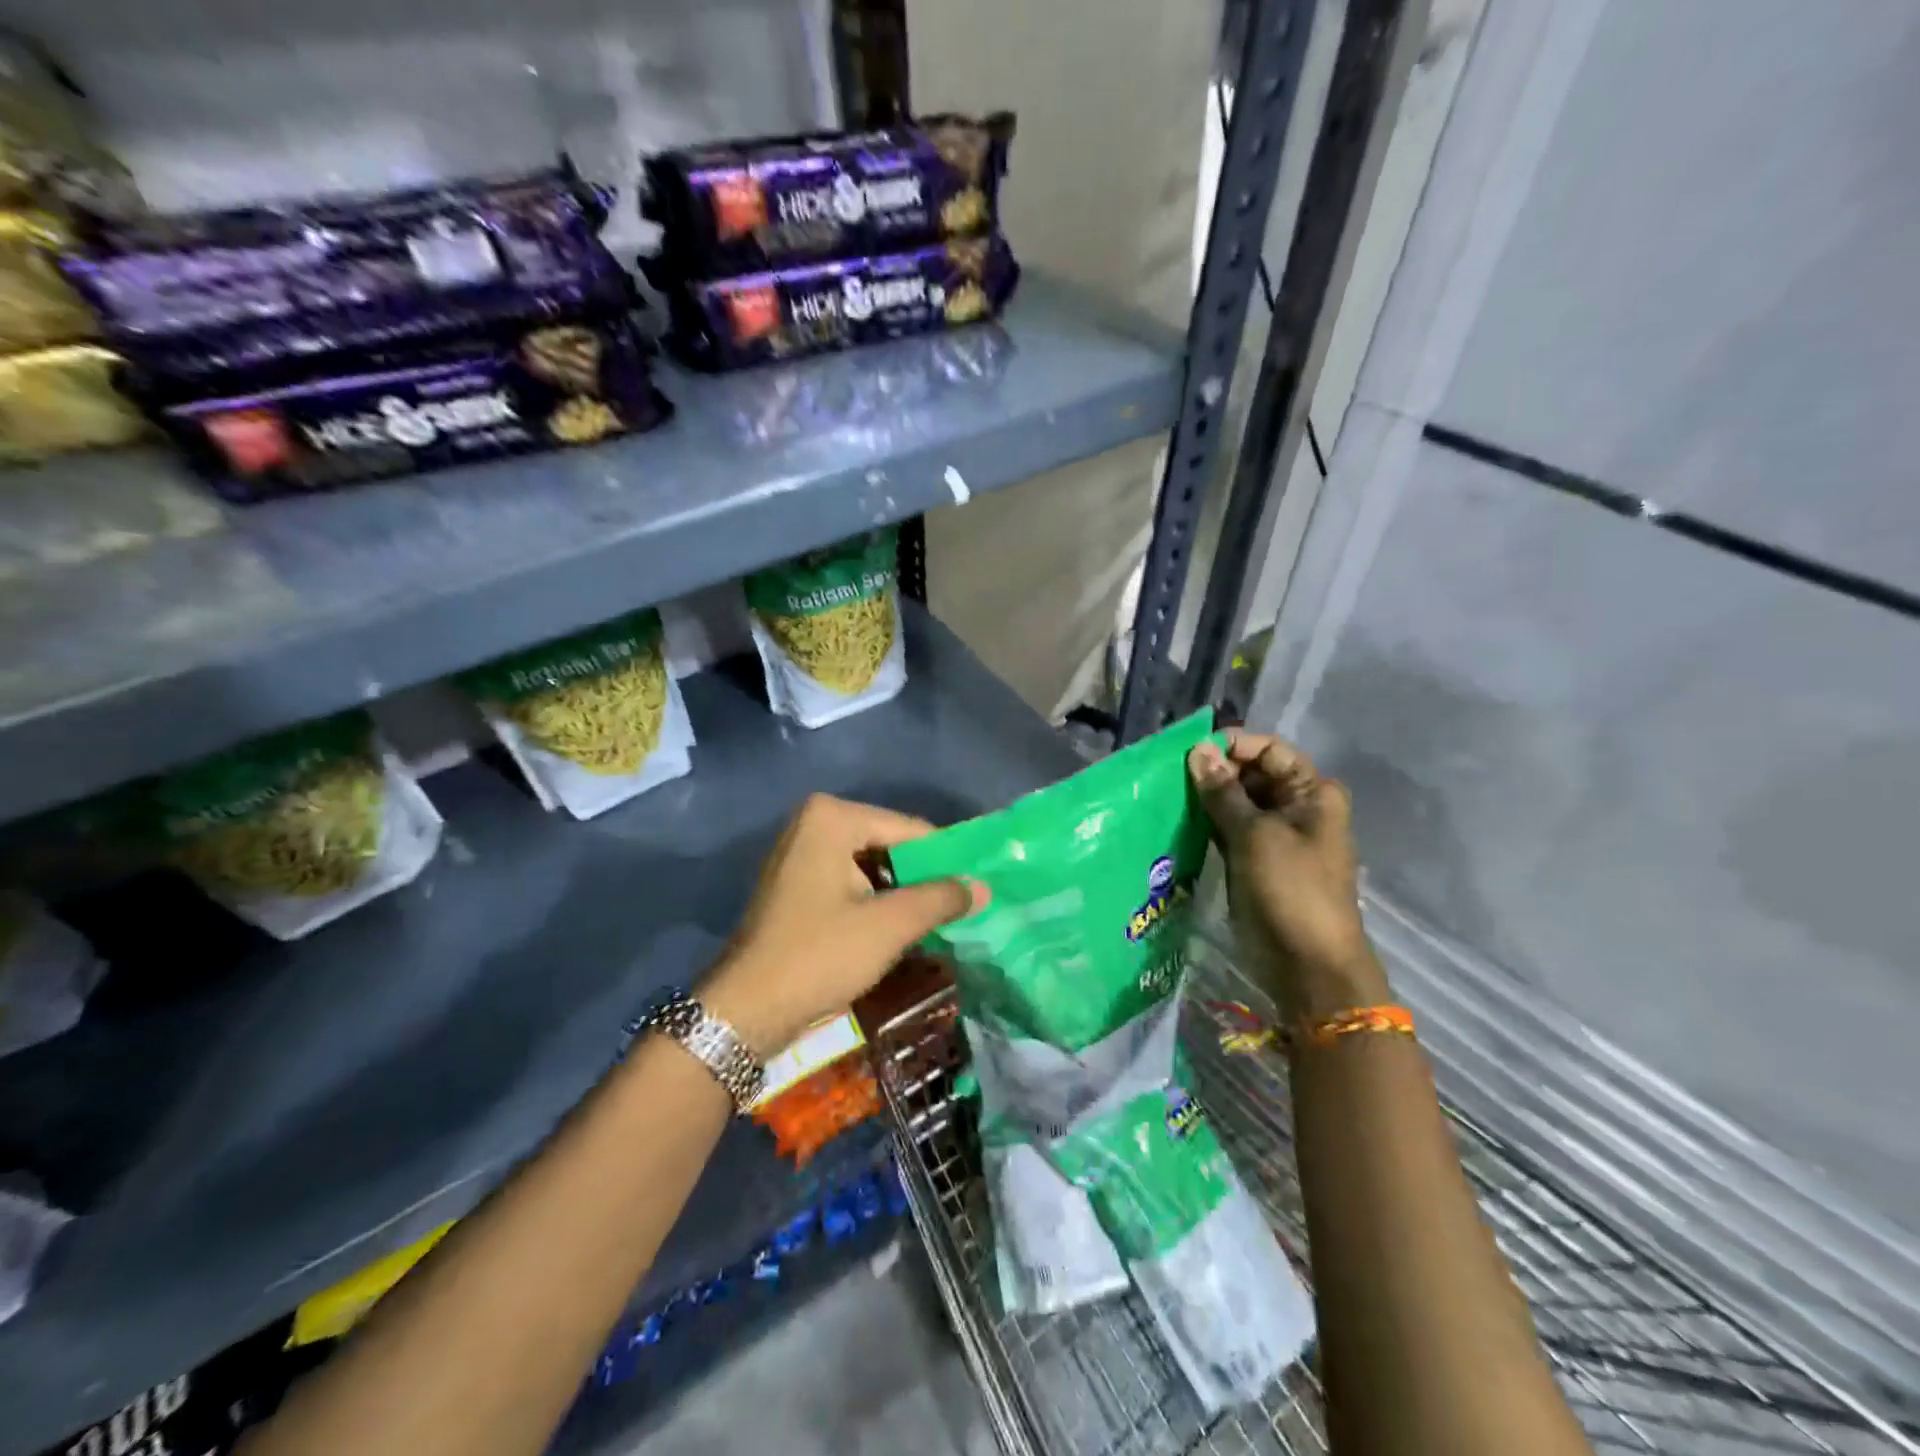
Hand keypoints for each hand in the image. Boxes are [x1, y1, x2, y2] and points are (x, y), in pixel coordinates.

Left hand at [701, 794, 977, 1054]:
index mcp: (832, 817)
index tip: (978, 888)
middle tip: (962, 908)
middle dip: (923, 879)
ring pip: (872, 867)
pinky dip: (875, 902)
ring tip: (939, 921)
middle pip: (890, 845)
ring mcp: (800, 852)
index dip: (947, 861)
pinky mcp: (795, 883)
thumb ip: (940, 898)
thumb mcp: (889, 926)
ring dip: (902, 894)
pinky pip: (850, 882)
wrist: (745, 1011)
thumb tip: (984, 886)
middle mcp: (813, 822)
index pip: (910, 830)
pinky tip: (899, 929)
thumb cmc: (819, 956)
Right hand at [1187, 731, 1387, 1020]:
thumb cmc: (1289, 889)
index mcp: (1311, 792)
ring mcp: (1275, 835)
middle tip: (1171, 774)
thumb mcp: (1254, 834)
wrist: (1307, 963)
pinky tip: (1178, 819)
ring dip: (1207, 797)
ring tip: (1168, 793)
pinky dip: (1207, 822)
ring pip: (1236, 802)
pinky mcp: (1255, 860)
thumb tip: (1198, 749)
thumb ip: (1223, 792)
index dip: (1233, 745)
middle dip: (1215, 770)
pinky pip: (1229, 829)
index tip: (1191, 750)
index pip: (1269, 750)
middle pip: (1252, 773)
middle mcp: (1296, 807)